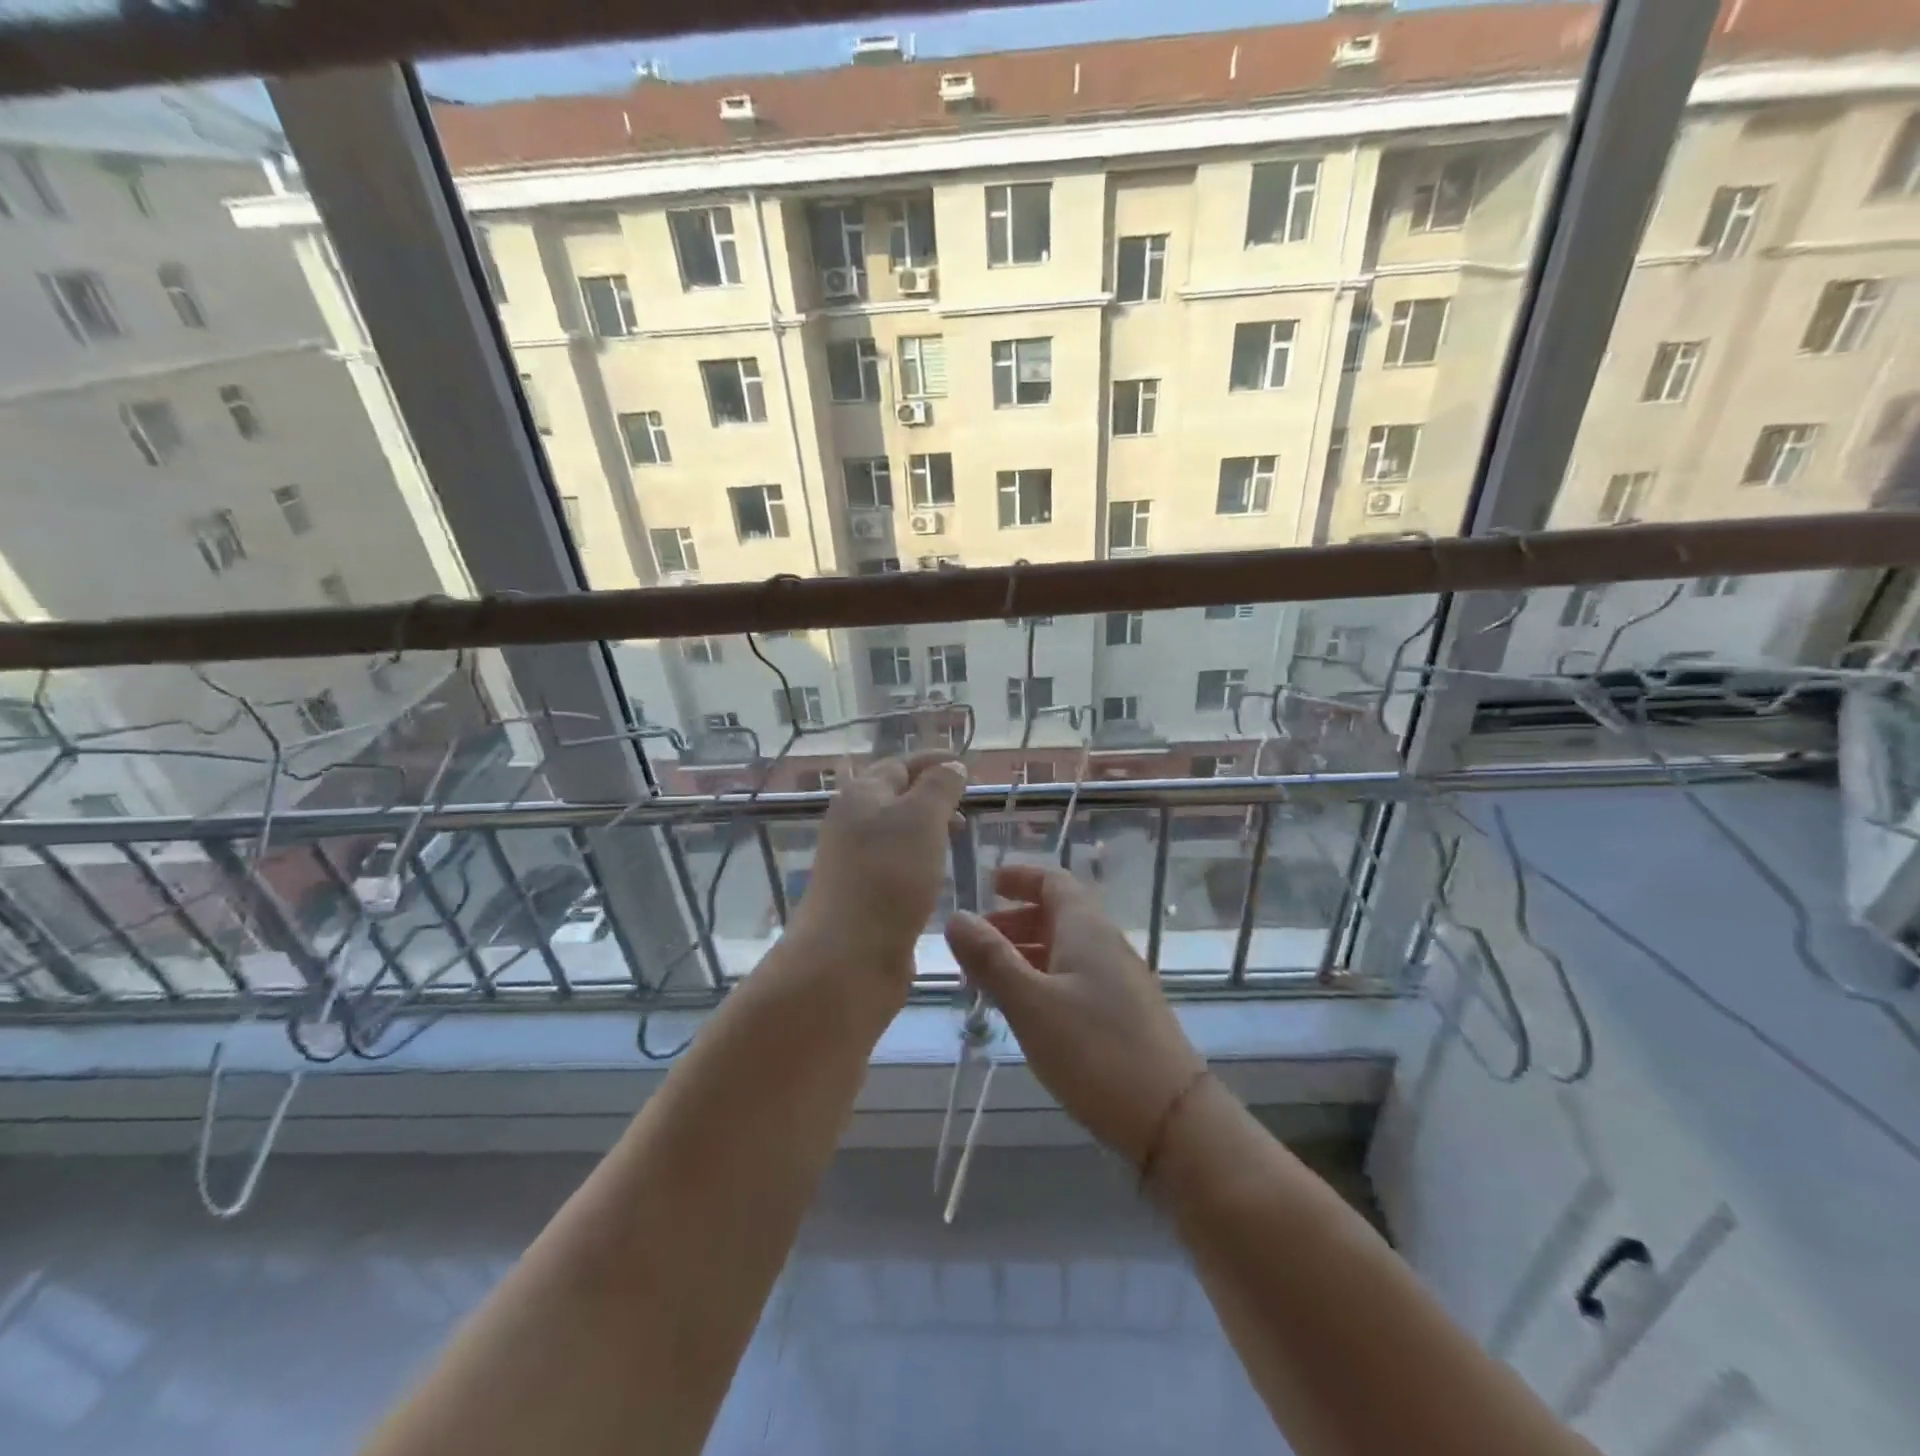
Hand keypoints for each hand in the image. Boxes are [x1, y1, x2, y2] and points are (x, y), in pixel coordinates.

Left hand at [790, 752, 967, 985]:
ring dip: (925, 829)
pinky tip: (936, 875)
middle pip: (893, 798)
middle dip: (930, 795)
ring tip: (957, 838)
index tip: (964, 765)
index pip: (899, 764)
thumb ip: (940, 786)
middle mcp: (852, 823)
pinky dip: (918, 861)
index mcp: (862, 794)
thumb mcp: (922, 817)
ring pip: (894, 833)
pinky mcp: (861, 897)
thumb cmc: (889, 874)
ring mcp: (853, 862)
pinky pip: (894, 866)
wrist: (848, 955)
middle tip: (966, 806)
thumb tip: (951, 765)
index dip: (932, 761)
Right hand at [945, 864, 1205, 1167]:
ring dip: (1026, 954)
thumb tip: (957, 917)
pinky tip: (1026, 1012)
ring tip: (989, 981)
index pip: (1053, 881)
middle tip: (974, 944)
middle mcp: (1106, 944)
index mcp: (1086, 928)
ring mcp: (1120, 980)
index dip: (1020, 877)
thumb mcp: (1031, 1003)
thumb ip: (991, 960)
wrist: (1172, 1118)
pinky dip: (1044, 980)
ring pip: (1065, 950)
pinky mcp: (1125, 1014)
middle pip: (1057, 915)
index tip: (987, 884)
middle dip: (1014, 921)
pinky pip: (1076, 978)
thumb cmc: (1095, 1050)